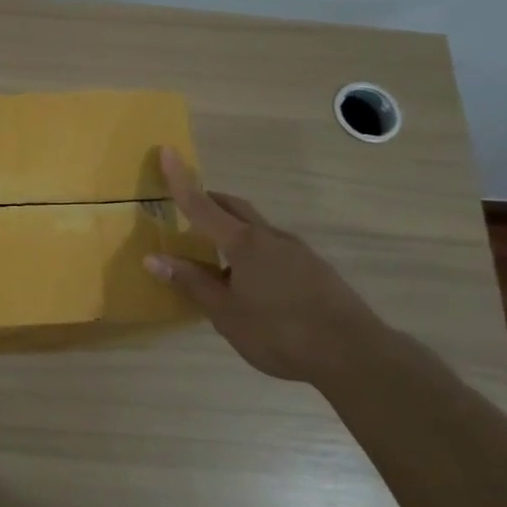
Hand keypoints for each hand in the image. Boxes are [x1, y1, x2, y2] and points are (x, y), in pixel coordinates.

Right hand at [143, 148, 397, 384]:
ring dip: (233, 230)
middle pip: (235, 208)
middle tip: (188, 206)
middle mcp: (271, 238)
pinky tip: (253, 283)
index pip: (202, 206)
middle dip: (210, 201)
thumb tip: (152, 258)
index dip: (181, 181)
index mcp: (244, 244)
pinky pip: (275, 249)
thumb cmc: (279, 332)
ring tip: (217, 258)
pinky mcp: (316, 270)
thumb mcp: (226, 313)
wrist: (354, 355)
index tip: (168, 151)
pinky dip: (254, 252)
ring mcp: (298, 252)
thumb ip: (191, 282)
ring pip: (257, 229)